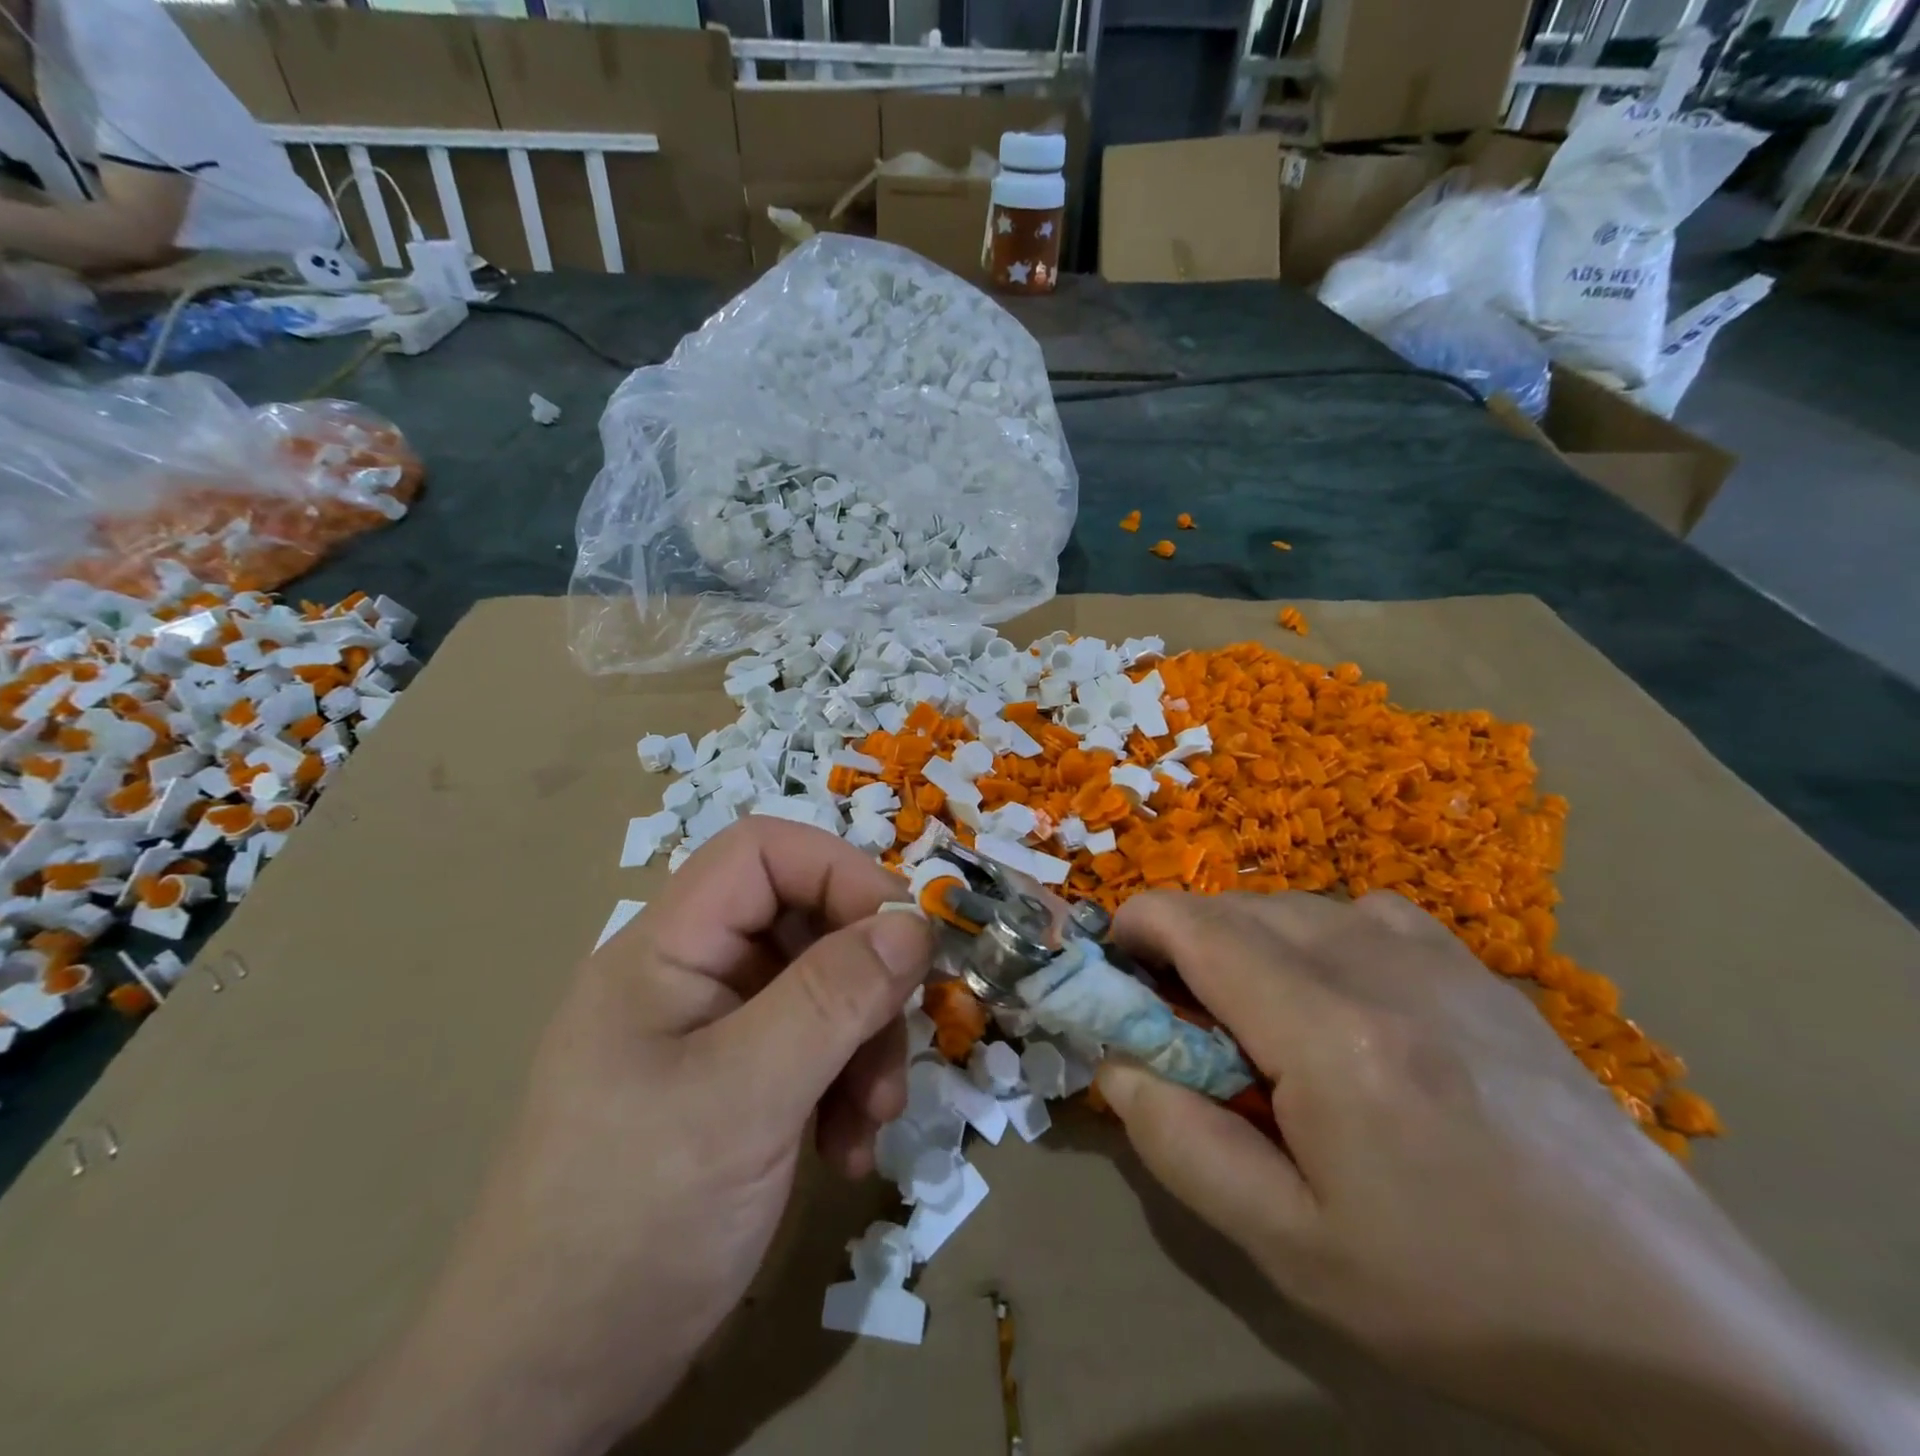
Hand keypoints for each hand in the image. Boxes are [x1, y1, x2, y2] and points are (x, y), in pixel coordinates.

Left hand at [271, 818, 929, 1455]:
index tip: (904, 937)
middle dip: (865, 981)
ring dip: (863, 1045)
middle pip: (803, 923)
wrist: (544, 1386)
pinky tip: (847, 1152)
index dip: (839, 873)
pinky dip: (843, 1087)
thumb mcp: (744, 1100)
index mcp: (666, 950)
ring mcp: (711, 1033)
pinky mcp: (732, 1086)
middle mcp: (690, 976)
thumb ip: (832, 1000)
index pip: (762, 854)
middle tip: (895, 1050)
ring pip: (820, 989)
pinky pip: (811, 1049)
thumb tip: (912, 922)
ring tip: (874, 1120)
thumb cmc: (631, 1223)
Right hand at [1097, 890, 1919, 1455]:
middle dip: (1183, 945)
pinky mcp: (1474, 966)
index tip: (1112, 970)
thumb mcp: (1290, 1246)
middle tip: (1180, 1024)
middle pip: (1235, 907)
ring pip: (1292, 905)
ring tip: (1257, 1022)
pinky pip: (1357, 914)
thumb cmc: (1460, 1294)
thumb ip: (1180, 1143)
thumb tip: (1114, 1063)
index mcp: (1327, 1027)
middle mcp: (1376, 961)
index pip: (1193, 924)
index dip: (1134, 927)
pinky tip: (1339, 1003)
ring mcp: (1435, 954)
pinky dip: (1313, 939)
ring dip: (1245, 943)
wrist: (1671, 1329)